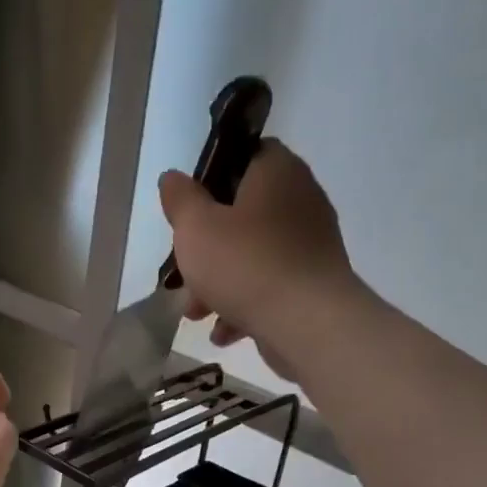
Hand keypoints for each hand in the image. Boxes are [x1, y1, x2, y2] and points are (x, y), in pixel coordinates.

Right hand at [159, 139, 357, 378]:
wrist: (308, 324)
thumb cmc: (246, 264)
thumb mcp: (196, 227)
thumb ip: (180, 199)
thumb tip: (173, 178)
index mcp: (277, 172)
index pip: (247, 154)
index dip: (214, 175)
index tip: (189, 206)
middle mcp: (302, 201)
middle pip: (244, 213)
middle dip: (208, 245)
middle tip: (183, 268)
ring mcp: (311, 245)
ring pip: (253, 255)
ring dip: (220, 282)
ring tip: (196, 313)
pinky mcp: (313, 284)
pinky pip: (270, 286)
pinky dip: (245, 305)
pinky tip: (223, 332)